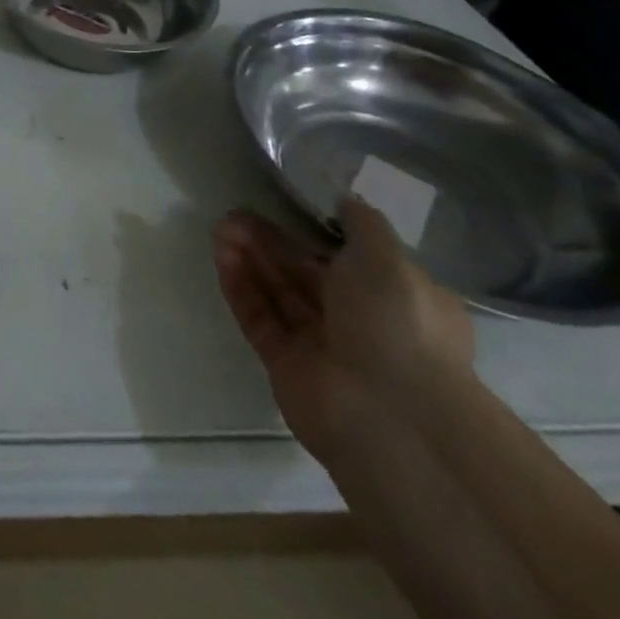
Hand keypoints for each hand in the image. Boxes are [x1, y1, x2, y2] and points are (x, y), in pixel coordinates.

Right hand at [213, 197, 474, 464]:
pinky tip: (221, 255)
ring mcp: (320, 346)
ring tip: (221, 226)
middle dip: (271, 241)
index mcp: (395, 300)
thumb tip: (345, 201)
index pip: (350, 260)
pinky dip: (241, 286)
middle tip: (235, 213)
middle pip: (305, 273)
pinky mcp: (285, 364)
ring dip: (250, 257)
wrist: (390, 417)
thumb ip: (363, 224)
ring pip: (278, 292)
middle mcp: (360, 323)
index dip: (315, 232)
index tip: (284, 205)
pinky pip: (259, 317)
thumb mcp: (387, 258)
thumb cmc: (398, 326)